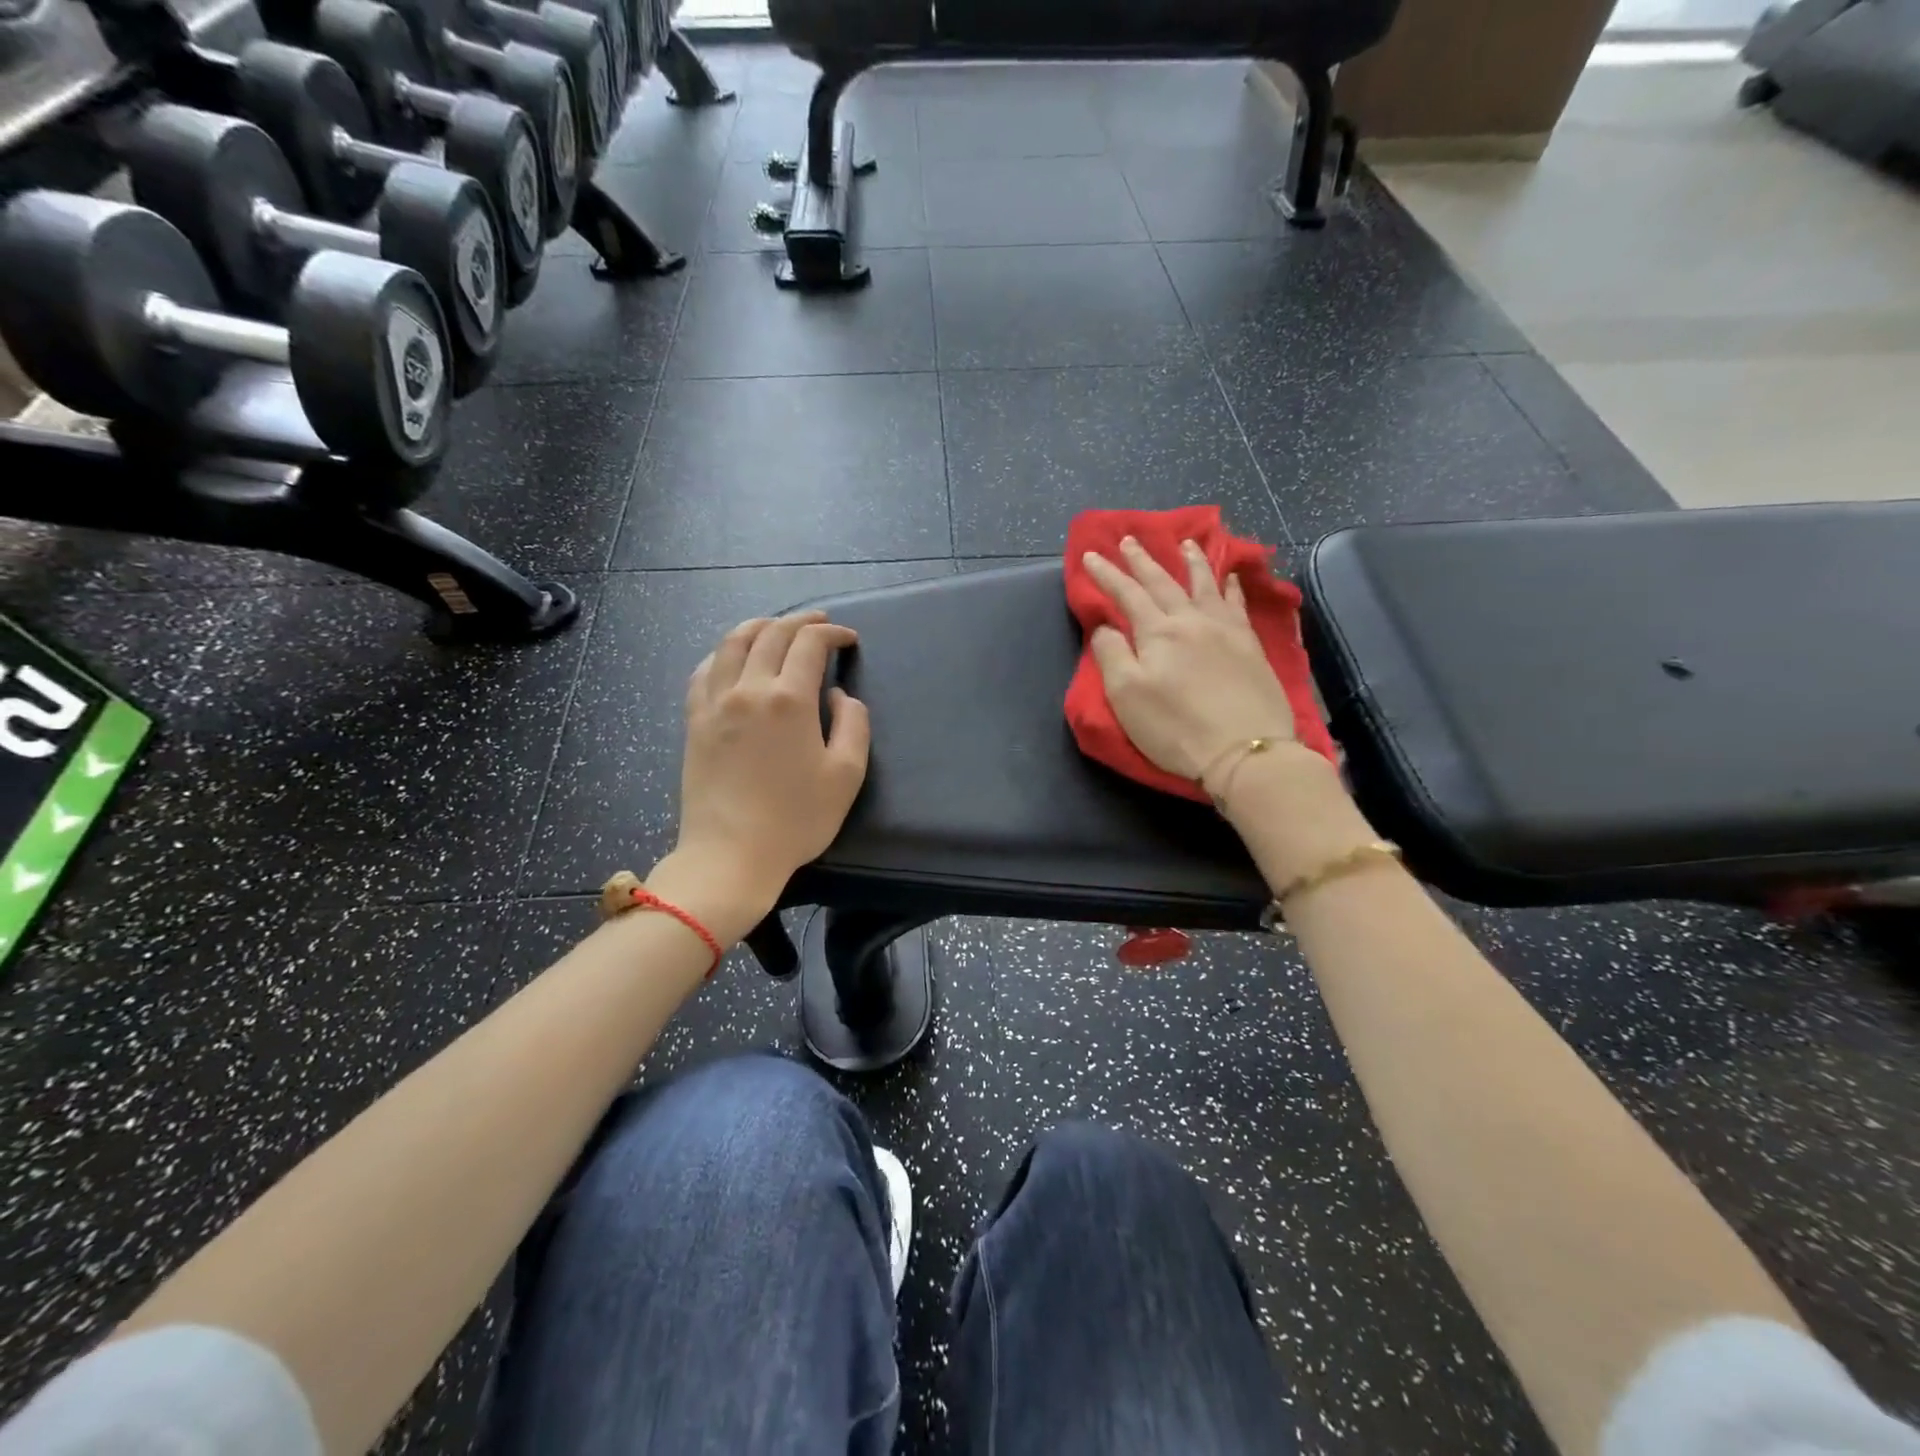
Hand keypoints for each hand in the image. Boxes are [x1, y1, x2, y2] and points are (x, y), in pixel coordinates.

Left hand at [663, 612, 870, 929]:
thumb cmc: (796, 819)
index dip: (831, 633)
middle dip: (799, 621)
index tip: (848, 639)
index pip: (809, 644)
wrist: (731, 854)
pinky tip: (731, 658)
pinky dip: (722, 653)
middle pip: (770, 634)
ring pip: (732, 643)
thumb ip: (853, 724)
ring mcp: (714, 703)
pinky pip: (704, 670)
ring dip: (758, 626)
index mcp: (789, 699)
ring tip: (775, 626)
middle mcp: (748, 689)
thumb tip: (837, 696)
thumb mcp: (846, 775)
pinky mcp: (694, 721)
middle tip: (819, 622)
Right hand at [1084, 537, 1299, 785]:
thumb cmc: (1176, 727)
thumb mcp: (1126, 696)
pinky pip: (1238, 604)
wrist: (1244, 750)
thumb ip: (1111, 655)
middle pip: (1163, 582)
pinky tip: (1231, 578)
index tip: (1090, 555)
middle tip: (1129, 539)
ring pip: (1205, 584)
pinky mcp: (1250, 646)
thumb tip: (1106, 627)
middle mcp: (1192, 620)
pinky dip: (1231, 586)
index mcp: (1158, 632)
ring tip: (1187, 542)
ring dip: (1192, 561)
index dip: (1106, 574)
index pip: (1127, 594)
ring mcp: (1226, 630)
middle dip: (1143, 560)